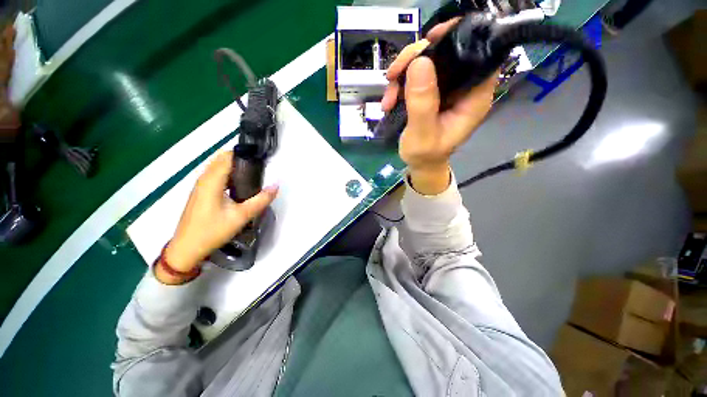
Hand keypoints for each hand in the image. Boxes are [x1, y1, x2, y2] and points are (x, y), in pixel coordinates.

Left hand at [158, 151, 277, 282]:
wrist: (186, 249)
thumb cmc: (212, 231)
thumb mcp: (241, 216)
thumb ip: (261, 200)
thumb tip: (276, 185)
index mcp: (212, 181)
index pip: (227, 157)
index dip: (244, 154)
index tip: (261, 159)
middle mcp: (203, 179)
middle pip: (222, 159)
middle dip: (241, 159)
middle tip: (260, 169)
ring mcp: (200, 186)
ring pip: (218, 168)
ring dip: (235, 167)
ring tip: (253, 175)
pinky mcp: (200, 193)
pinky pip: (215, 176)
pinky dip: (228, 175)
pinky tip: (239, 186)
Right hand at [381, 19, 496, 193]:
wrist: (420, 165)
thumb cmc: (425, 156)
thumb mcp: (422, 135)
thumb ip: (422, 104)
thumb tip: (420, 62)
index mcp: (473, 98)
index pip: (478, 55)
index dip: (458, 39)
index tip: (431, 40)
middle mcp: (463, 89)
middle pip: (447, 54)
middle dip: (417, 58)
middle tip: (394, 73)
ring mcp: (446, 90)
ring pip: (427, 64)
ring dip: (403, 74)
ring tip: (389, 97)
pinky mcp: (432, 93)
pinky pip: (415, 77)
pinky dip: (400, 84)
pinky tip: (389, 101)